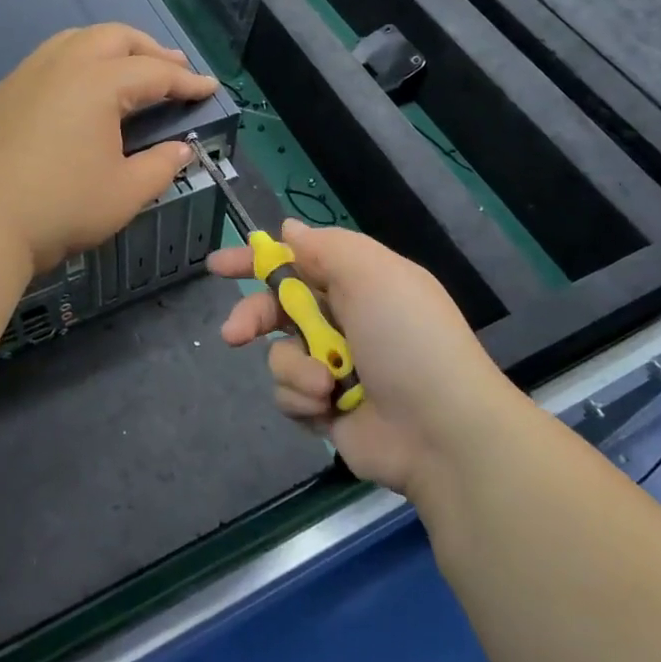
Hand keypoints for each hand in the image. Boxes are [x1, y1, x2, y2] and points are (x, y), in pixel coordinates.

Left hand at [0, 24, 218, 272]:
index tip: (209, 88)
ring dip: (111, 48)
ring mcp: (26, 75)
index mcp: (99, 83)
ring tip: (129, 68)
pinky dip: (77, 62)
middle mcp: (63, 65)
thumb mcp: (126, 193)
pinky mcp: (1, 93)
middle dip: (150, 49)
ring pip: (76, 40)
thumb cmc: (61, 207)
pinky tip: (79, 91)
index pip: (155, 72)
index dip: (187, 81)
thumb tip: (181, 149)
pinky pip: (48, 59)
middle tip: (173, 68)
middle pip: (115, 37)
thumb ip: (161, 165)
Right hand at [207, 220, 521, 497]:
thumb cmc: (407, 339)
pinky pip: (288, 394)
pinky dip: (304, 399)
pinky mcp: (325, 407)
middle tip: (234, 333)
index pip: (297, 259)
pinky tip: (329, 407)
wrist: (441, 431)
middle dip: (254, 318)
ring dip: (294, 368)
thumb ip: (325, 247)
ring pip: (279, 354)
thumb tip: (289, 229)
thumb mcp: (372, 274)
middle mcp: (344, 319)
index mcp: (358, 281)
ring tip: (325, 385)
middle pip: (277, 308)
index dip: (257, 259)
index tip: (219, 265)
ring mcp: (334, 365)